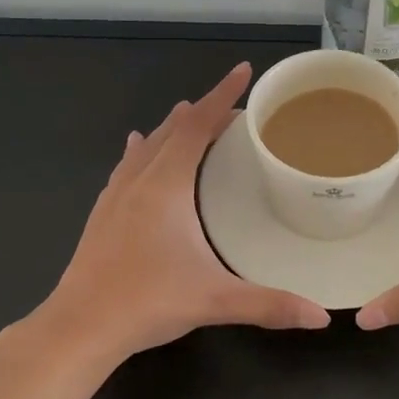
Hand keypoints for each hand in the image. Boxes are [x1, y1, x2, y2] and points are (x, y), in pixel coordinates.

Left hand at [44, 64, 329, 360]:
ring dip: (171, 127)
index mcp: (166, 187)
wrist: (78, 328)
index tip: (244, 70)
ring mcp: (115, 197)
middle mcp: (139, 181)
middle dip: (203, 112)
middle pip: (172, 130)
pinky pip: (126, 166)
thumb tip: (320, 316)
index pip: (197, 126)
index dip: (222, 96)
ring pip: (146, 146)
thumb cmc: (147, 303)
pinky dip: (141, 150)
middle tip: (233, 108)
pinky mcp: (102, 215)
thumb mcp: (214, 301)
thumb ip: (269, 304)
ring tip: (190, 114)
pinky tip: (135, 149)